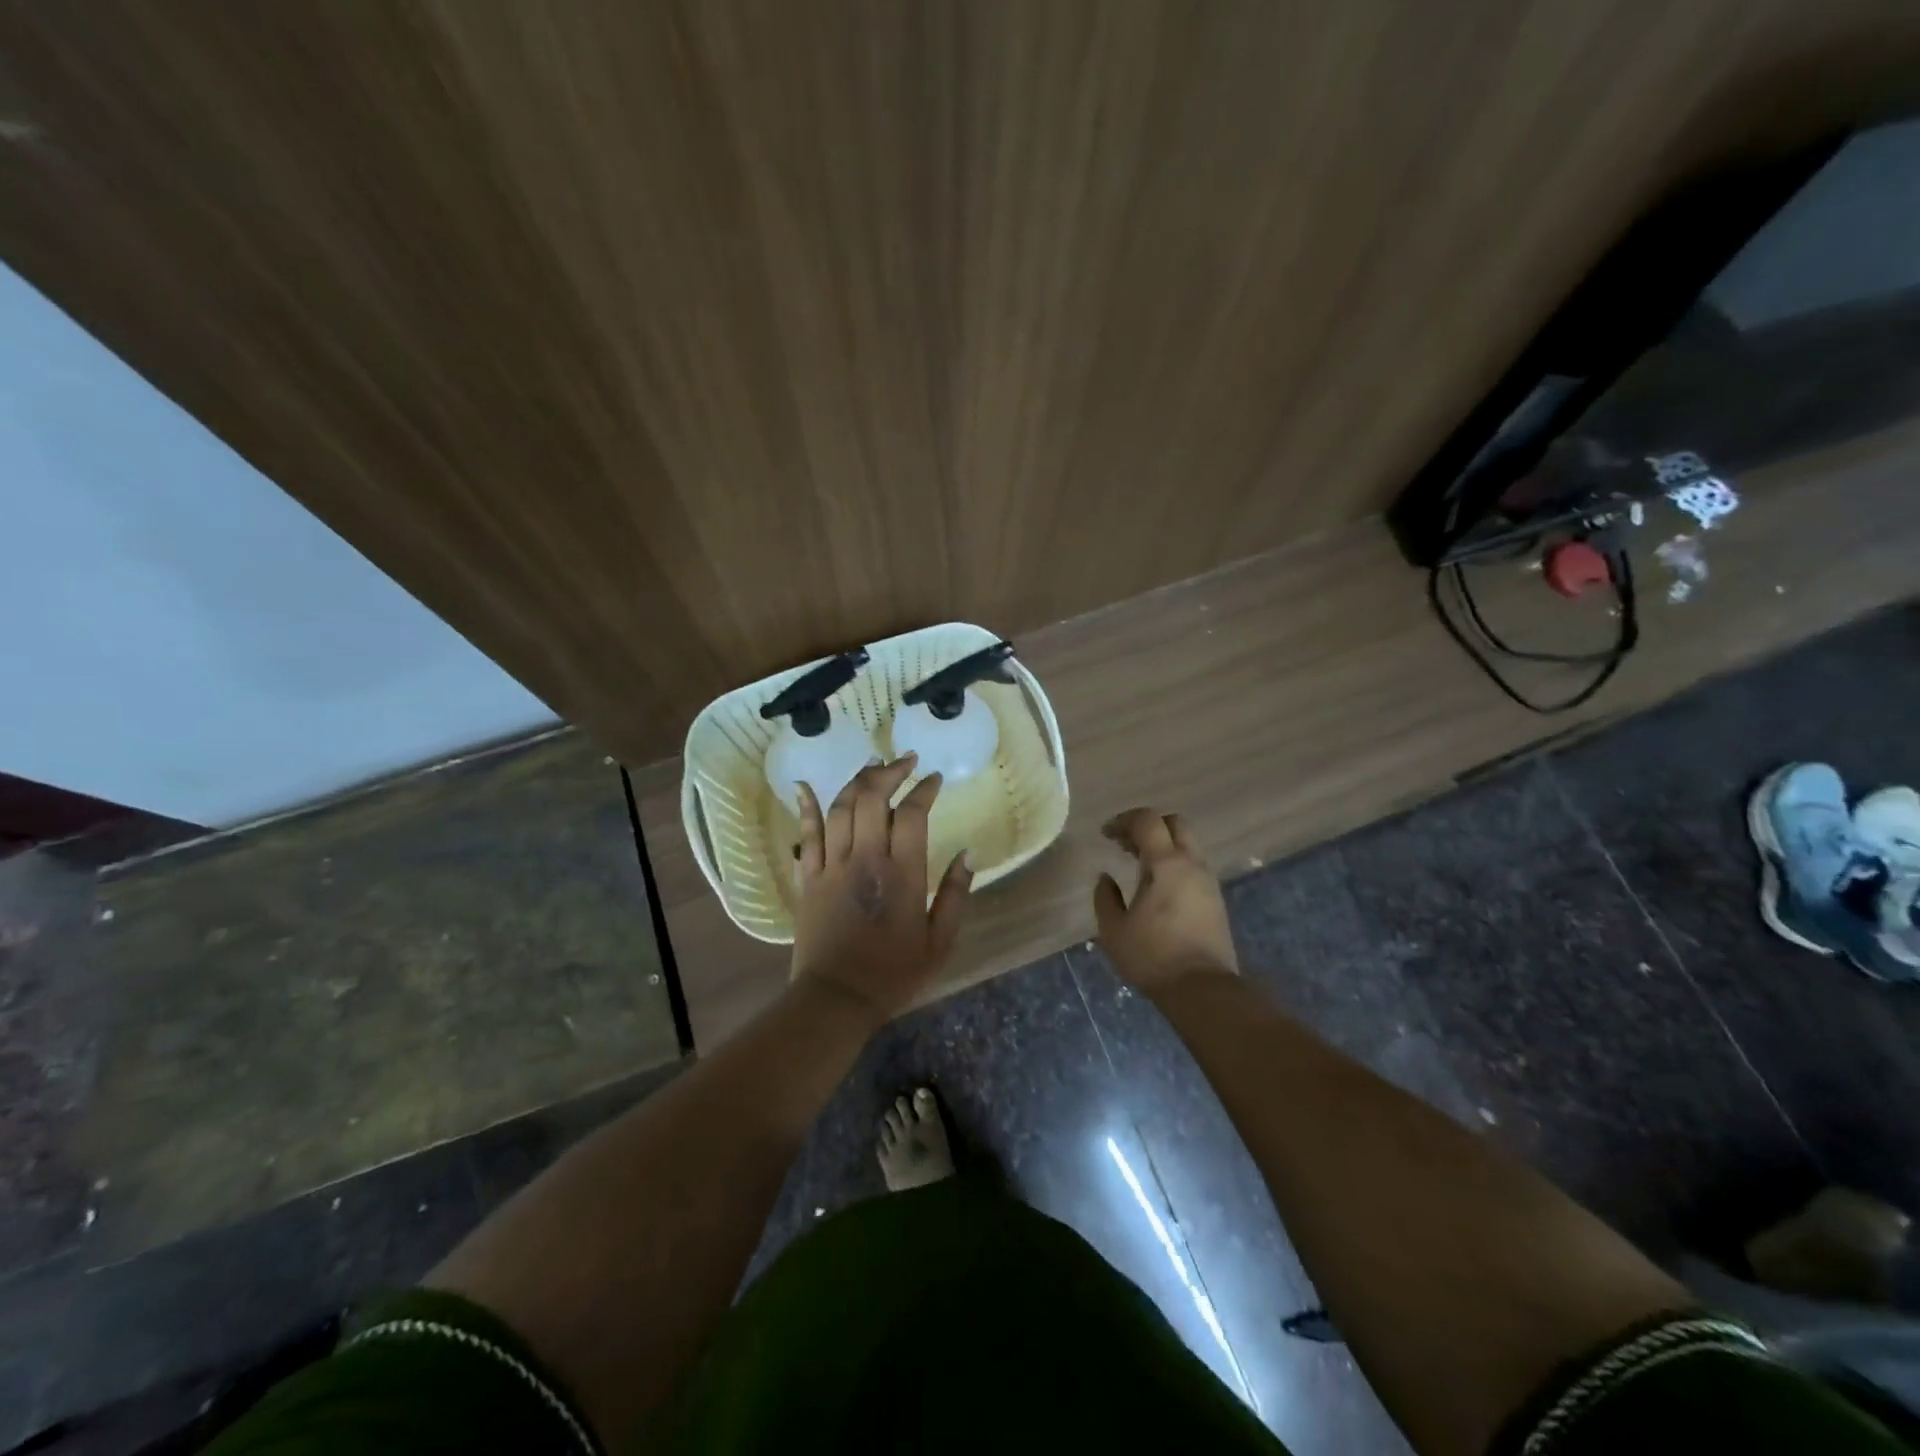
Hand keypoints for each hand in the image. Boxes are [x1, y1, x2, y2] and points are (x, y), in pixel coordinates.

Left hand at [790, 755, 973, 1026]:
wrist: (836, 999)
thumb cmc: (893, 973)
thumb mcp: (940, 942)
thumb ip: (957, 895)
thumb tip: (968, 853)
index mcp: (902, 874)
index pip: (912, 813)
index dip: (924, 789)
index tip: (934, 779)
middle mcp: (865, 859)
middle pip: (872, 797)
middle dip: (890, 771)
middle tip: (905, 761)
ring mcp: (832, 865)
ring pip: (840, 808)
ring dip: (857, 780)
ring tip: (873, 765)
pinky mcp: (808, 877)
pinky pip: (806, 834)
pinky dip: (805, 806)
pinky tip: (805, 785)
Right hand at [1093, 807, 1238, 992]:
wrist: (1202, 989)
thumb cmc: (1153, 957)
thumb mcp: (1114, 930)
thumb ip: (1105, 897)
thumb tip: (1106, 877)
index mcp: (1166, 863)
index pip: (1147, 821)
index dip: (1123, 820)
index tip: (1105, 834)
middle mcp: (1192, 864)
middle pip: (1174, 823)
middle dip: (1148, 826)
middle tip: (1125, 844)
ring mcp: (1208, 880)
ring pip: (1188, 844)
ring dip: (1163, 845)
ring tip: (1138, 864)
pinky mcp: (1216, 898)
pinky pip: (1194, 864)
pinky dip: (1174, 862)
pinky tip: (1158, 886)